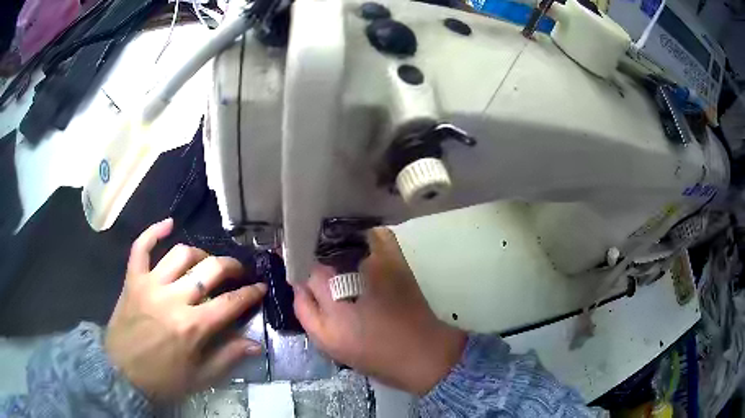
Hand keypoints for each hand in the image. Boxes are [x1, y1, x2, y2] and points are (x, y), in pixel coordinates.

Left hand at [105, 218, 266, 400]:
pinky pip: (141, 247)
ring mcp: (150, 284)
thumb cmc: (163, 378)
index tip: (260, 287)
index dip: (250, 293)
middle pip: (210, 270)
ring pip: (181, 254)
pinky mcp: (133, 279)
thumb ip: (228, 357)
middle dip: (231, 267)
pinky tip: (168, 224)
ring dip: (200, 254)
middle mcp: (173, 299)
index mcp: (193, 326)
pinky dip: (154, 231)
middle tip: (238, 271)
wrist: (122, 373)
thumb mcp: (200, 377)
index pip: (231, 302)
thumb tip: (256, 344)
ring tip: (206, 263)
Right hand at [293, 227, 466, 395]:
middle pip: (321, 246)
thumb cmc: (370, 351)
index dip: (295, 259)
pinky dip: (364, 234)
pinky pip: (376, 234)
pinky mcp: (396, 256)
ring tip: (330, 251)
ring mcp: (376, 256)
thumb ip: (304, 309)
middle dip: (312, 249)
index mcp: (330, 289)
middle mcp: (351, 266)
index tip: (288, 258)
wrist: (418, 350)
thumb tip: (297, 282)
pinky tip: (359, 246)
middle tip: (310, 259)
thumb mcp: (326, 340)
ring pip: (346, 235)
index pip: (302, 262)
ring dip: (335, 239)